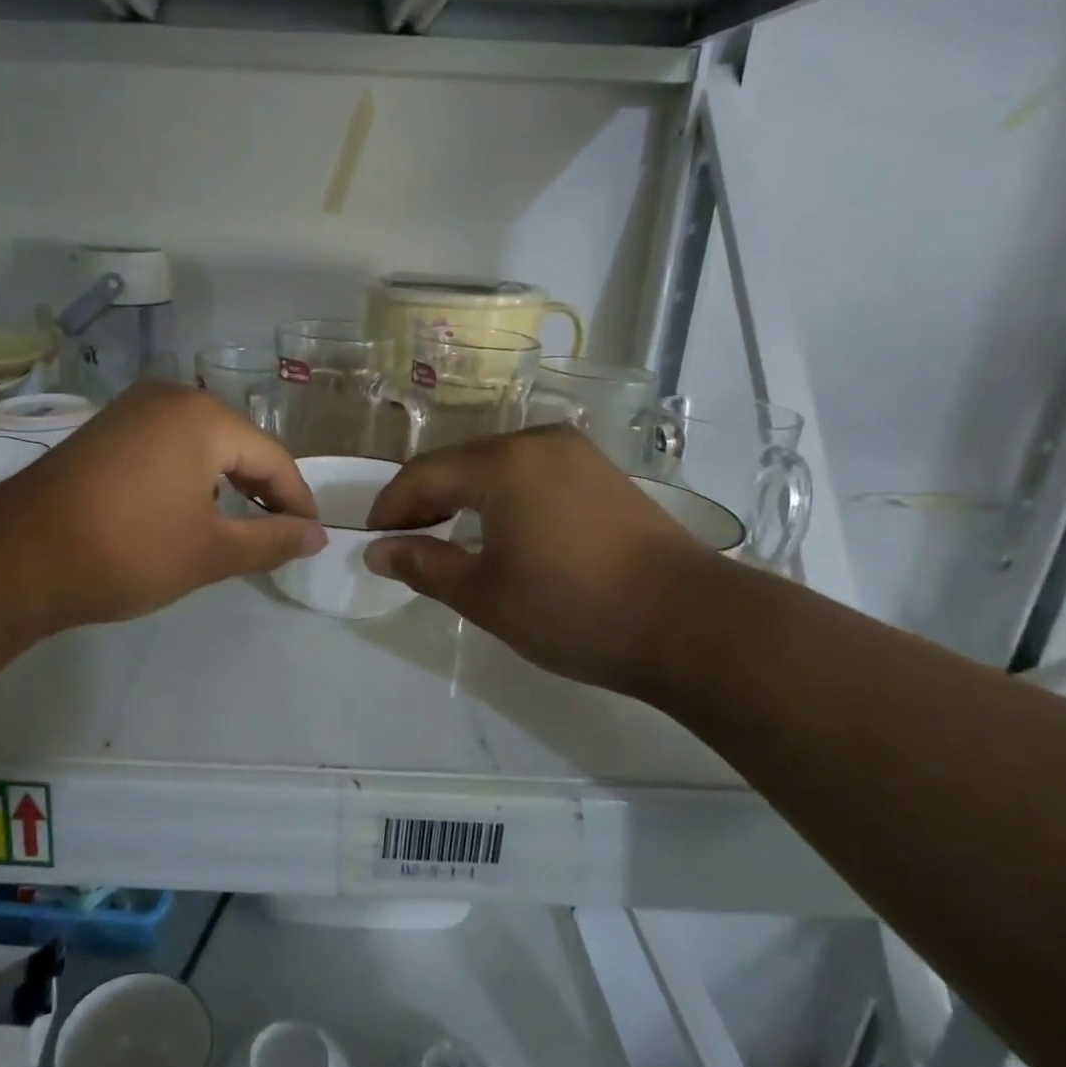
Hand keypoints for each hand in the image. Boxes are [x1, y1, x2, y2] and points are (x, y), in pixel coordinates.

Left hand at [0, 382, 325, 634]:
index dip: (297, 501)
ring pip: (202, 444)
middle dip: (262, 491)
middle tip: (278, 535)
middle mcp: (170, 397)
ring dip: (226, 484)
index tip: (311, 537)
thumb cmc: (128, 552)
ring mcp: (132, 409)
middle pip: (238, 445)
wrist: (17, 558)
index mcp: (203, 418)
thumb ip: (272, 540)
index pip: (273, 458)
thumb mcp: (210, 552)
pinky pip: (168, 445)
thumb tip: (317, 536)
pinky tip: (188, 508)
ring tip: (237, 527)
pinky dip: (189, 476)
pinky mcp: (106, 429)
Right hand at [364, 426, 721, 693]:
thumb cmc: (574, 609)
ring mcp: (577, 454)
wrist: (692, 624)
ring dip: (464, 498)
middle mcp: (538, 441)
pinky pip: (533, 475)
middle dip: (425, 501)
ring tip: (447, 538)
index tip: (372, 541)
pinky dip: (503, 498)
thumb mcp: (484, 595)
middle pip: (460, 464)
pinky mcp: (604, 475)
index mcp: (503, 462)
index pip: (424, 475)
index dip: (391, 507)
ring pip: (497, 467)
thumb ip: (423, 566)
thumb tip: (378, 551)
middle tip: (405, 543)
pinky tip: (503, 531)